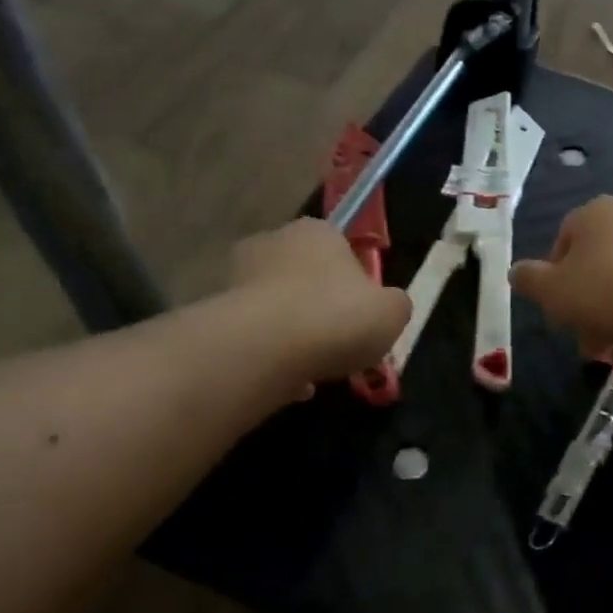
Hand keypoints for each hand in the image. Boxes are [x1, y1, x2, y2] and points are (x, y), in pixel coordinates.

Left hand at [230, 219, 410, 386]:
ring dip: (295, 333)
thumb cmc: (338, 317)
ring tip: (315, 367)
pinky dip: (273, 355)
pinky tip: (290, 380)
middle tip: (340, 341)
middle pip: (305, 275)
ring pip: (278, 307)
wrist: (267, 347)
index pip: (340, 247)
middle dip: (319, 305)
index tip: (363, 313)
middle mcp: (274, 242)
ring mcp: (239, 276)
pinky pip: (257, 335)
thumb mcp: (392, 313)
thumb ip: (395, 304)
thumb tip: (387, 306)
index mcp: (317, 231)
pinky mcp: (218, 311)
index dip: (356, 282)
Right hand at [510, 196, 612, 360]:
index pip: (564, 240)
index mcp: (597, 211)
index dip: (555, 278)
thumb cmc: (605, 294)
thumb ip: (529, 279)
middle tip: (586, 339)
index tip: (558, 310)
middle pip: (599, 262)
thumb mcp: (552, 291)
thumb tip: (516, 272)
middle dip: (588, 303)